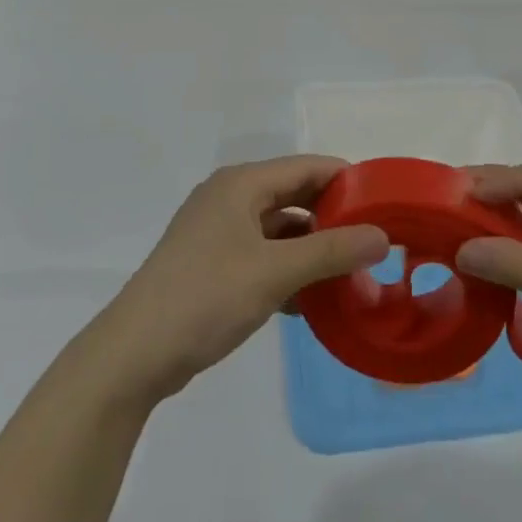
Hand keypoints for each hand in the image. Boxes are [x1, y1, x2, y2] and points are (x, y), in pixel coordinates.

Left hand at [90, 157, 387, 405]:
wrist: (135, 354)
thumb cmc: (206, 298)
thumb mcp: (276, 272)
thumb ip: (332, 251)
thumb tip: (383, 236)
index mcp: (241, 184)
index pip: (308, 167)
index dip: (348, 181)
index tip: (386, 205)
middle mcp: (230, 198)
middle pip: (295, 195)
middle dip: (334, 218)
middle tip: (375, 244)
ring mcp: (218, 232)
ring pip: (280, 229)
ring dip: (313, 249)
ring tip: (352, 275)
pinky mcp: (213, 264)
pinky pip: (263, 254)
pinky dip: (289, 269)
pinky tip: (313, 300)